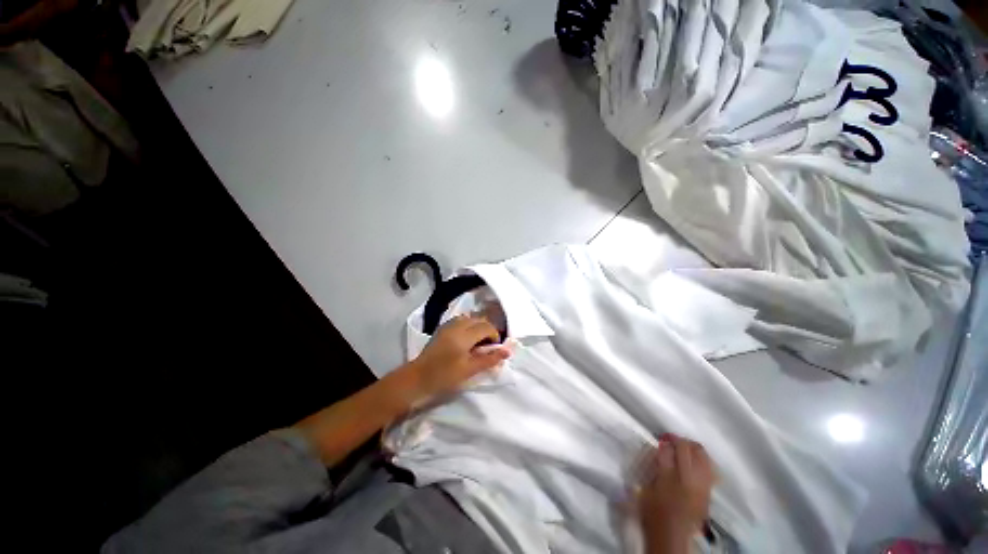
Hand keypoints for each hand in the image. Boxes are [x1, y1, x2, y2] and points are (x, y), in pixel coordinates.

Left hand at [401, 315, 510, 401]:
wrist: (416, 380)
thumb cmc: (444, 377)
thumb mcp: (469, 370)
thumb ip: (489, 359)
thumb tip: (507, 351)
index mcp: (463, 335)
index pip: (486, 327)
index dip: (495, 335)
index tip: (495, 348)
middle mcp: (456, 326)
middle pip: (478, 319)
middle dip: (487, 330)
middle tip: (488, 346)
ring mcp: (447, 326)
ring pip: (469, 318)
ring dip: (477, 327)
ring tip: (478, 342)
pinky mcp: (442, 329)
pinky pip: (460, 321)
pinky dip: (468, 326)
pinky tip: (466, 339)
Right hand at [638, 434, 715, 553]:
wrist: (671, 537)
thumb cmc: (653, 510)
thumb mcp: (647, 486)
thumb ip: (655, 465)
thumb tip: (661, 449)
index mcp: (671, 477)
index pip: (671, 449)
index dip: (666, 441)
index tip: (661, 439)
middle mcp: (690, 479)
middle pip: (690, 449)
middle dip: (681, 441)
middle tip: (671, 441)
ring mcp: (703, 486)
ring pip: (704, 457)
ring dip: (693, 449)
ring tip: (684, 450)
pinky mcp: (709, 493)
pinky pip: (710, 469)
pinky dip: (703, 462)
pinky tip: (694, 464)